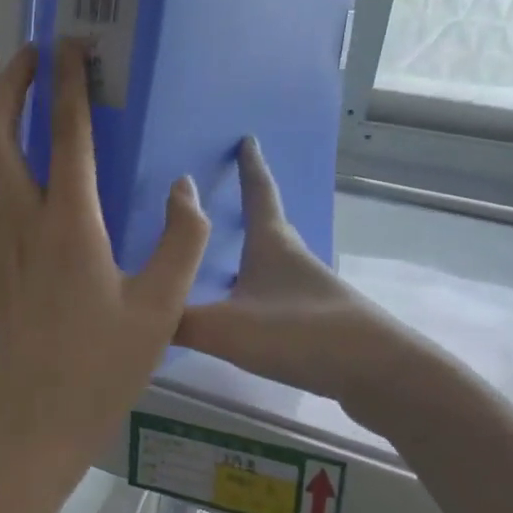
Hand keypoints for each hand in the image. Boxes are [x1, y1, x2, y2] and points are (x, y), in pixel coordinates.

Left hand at [0, 41, 209, 473]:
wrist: (38, 421)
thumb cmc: (103, 368)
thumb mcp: (161, 308)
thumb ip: (181, 241)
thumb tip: (184, 189)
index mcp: (69, 226)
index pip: (65, 135)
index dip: (69, 84)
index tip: (73, 47)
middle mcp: (20, 223)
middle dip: (10, 85)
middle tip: (32, 59)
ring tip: (12, 102)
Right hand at [177, 138, 404, 404]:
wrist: (377, 373)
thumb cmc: (300, 334)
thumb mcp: (226, 328)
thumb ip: (177, 321)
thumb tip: (136, 315)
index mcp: (272, 245)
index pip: (259, 194)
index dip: (250, 167)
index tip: (247, 139)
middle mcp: (293, 260)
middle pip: (268, 225)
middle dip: (249, 208)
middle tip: (223, 200)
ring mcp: (310, 291)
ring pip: (272, 264)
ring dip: (250, 256)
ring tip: (221, 262)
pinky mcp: (319, 322)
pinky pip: (277, 296)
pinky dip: (257, 294)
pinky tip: (243, 316)